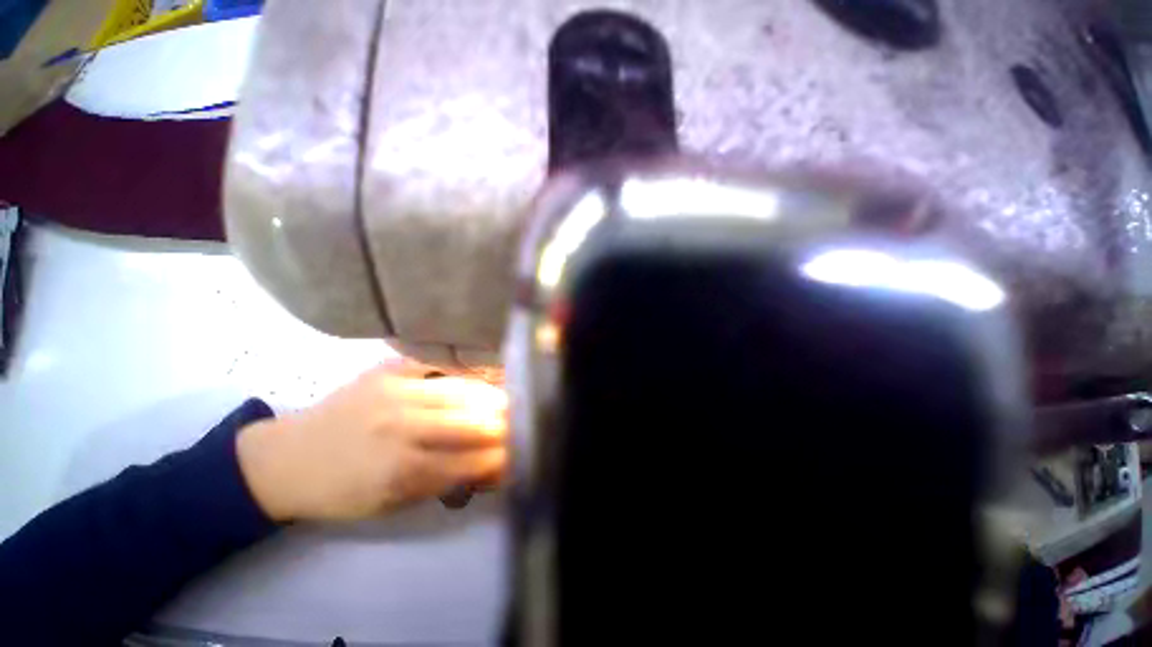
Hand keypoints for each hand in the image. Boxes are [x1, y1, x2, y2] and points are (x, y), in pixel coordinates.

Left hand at [236, 363, 507, 521]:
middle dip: (507, 425)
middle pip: (474, 422)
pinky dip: (467, 373)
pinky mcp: (388, 370)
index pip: (472, 461)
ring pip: (463, 391)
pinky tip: (483, 377)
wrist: (286, 458)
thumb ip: (442, 482)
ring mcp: (396, 392)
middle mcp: (403, 428)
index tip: (523, 453)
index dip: (503, 457)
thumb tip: (487, 465)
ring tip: (511, 400)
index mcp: (401, 472)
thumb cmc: (340, 491)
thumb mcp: (390, 504)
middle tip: (524, 423)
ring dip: (494, 398)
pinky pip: (440, 365)